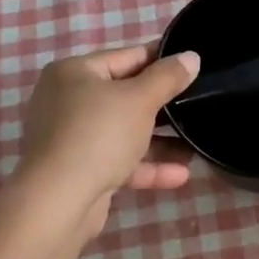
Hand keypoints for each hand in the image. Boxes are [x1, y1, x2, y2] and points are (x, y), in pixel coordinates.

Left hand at [18, 42, 200, 232]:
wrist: (58, 201)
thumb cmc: (98, 134)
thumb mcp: (140, 99)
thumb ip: (168, 77)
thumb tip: (192, 57)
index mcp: (74, 73)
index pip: (128, 57)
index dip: (163, 60)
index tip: (194, 66)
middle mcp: (68, 101)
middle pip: (126, 96)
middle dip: (164, 106)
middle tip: (200, 104)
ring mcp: (72, 138)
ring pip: (125, 132)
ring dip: (160, 141)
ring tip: (196, 145)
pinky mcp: (79, 170)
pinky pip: (119, 161)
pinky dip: (147, 166)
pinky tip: (181, 174)